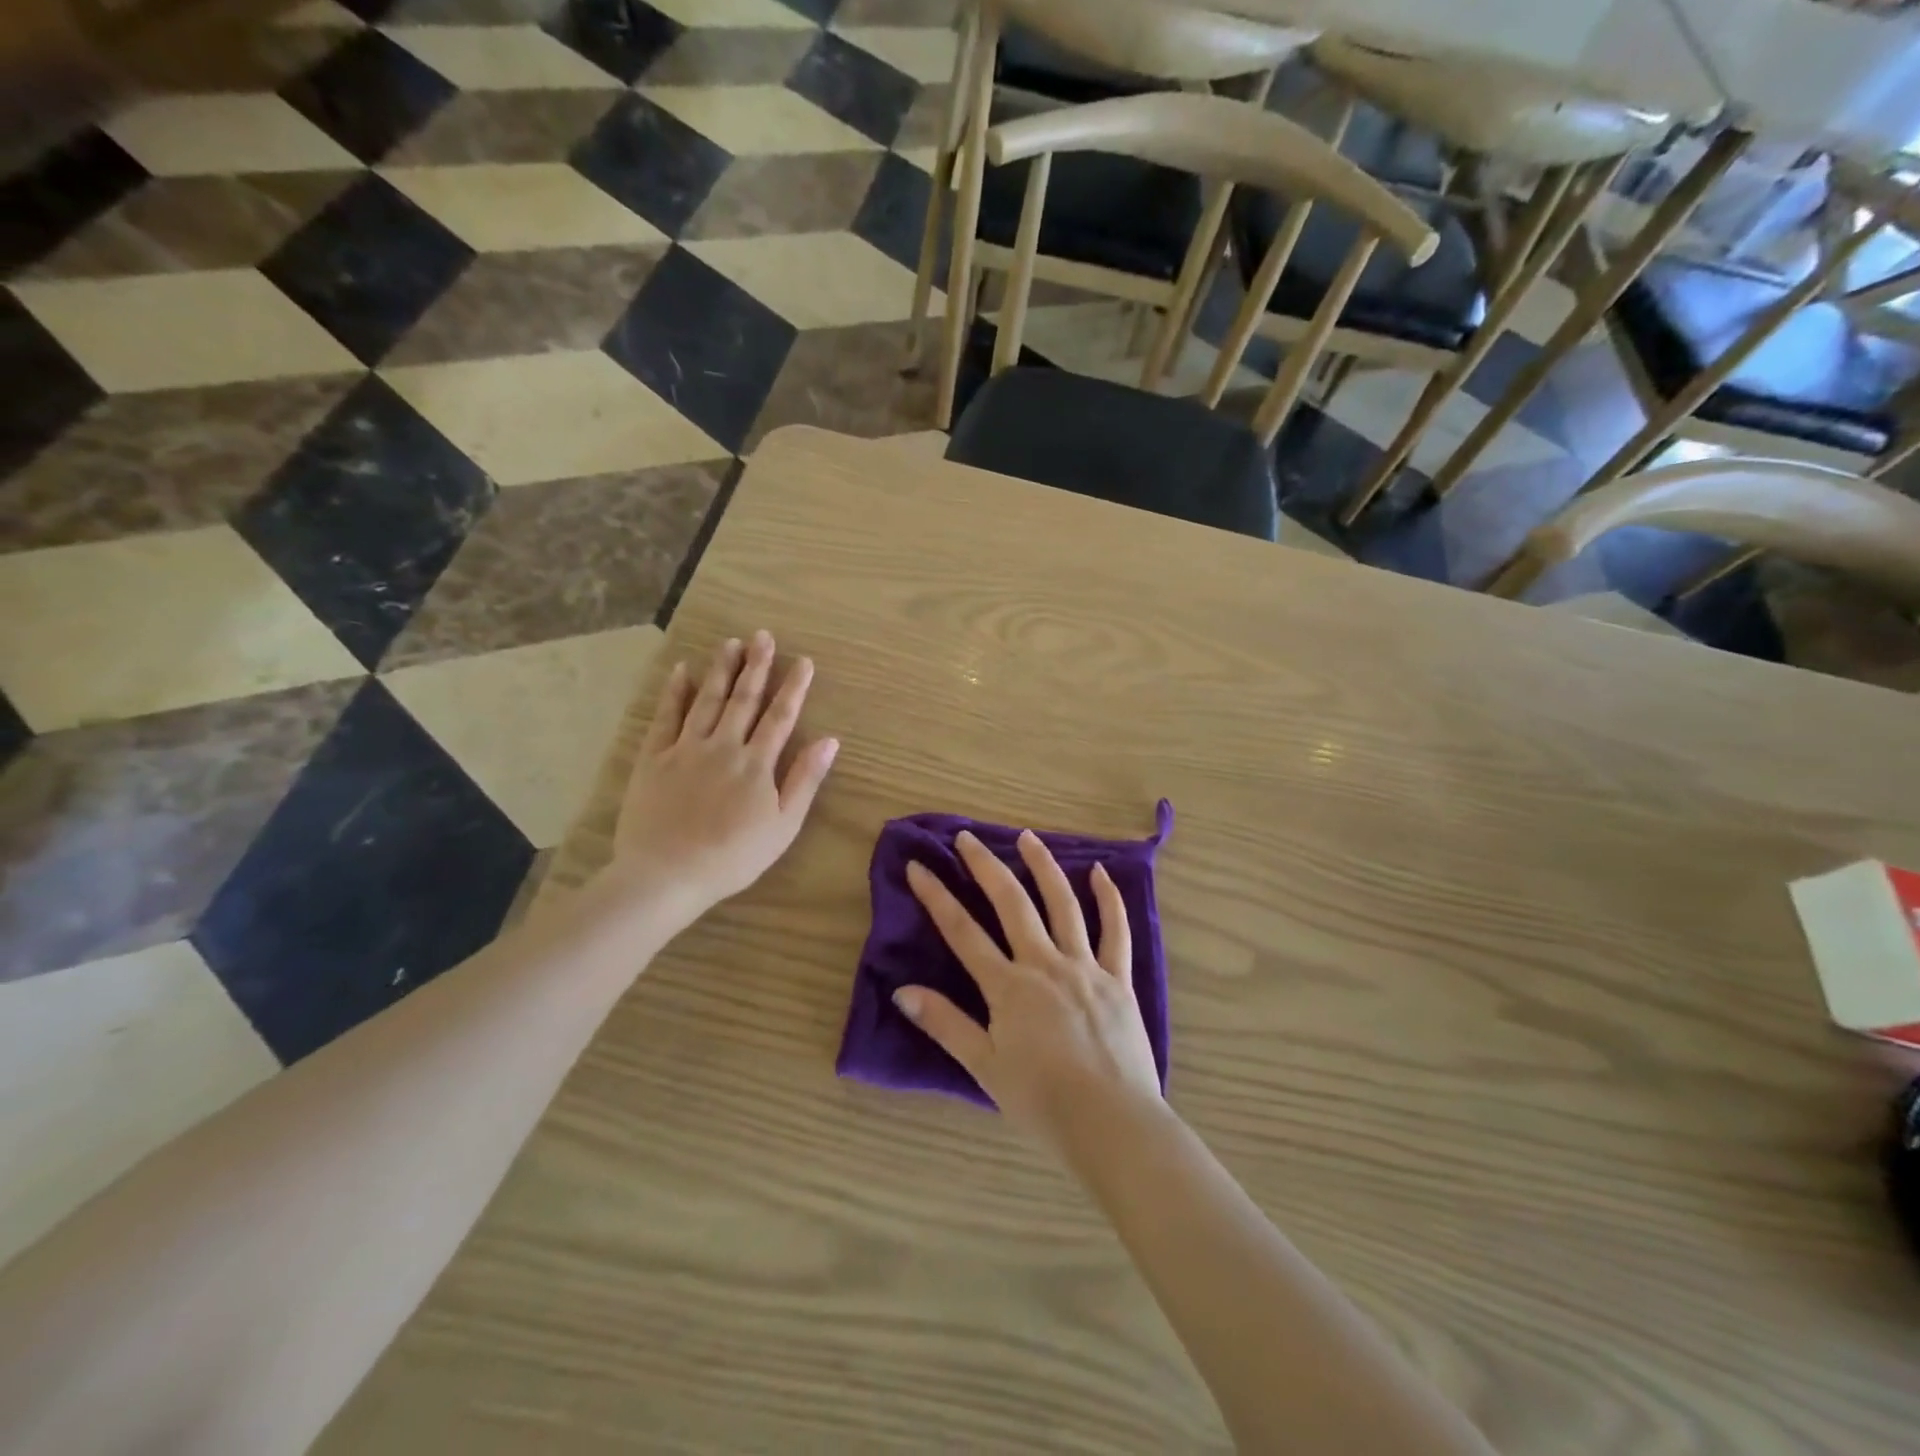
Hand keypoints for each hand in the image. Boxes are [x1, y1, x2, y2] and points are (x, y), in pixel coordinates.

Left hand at [603, 631, 837, 925]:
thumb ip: (805, 780)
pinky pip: (665, 717)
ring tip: (731, 643)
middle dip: (757, 666)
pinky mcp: (653, 758)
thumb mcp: (783, 826)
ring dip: (720, 670)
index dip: (793, 687)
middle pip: (743, 699)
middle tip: (763, 636)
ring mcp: (685, 749)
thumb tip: (830, 740)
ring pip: (706, 700)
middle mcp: (723, 746)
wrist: (666, 875)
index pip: (780, 716)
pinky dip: (674, 692)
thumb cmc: (733, 857)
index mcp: (756, 763)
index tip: (803, 661)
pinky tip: (682, 670)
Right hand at [897, 830, 1160, 1146]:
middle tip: (968, 837)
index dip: (937, 897)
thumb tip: (903, 991)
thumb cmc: (1041, 1101)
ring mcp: (1085, 966)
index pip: (963, 932)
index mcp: (1008, 987)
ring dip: (1043, 867)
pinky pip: (1115, 931)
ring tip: (1027, 836)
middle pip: (1011, 904)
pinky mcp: (1118, 978)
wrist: (1111, 1123)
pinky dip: (1108, 899)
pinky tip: (1100, 871)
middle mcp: (1044, 964)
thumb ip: (946, 1025)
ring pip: (1062, 904)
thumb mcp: (984, 1067)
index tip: (918, 867)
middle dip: (986, 867)